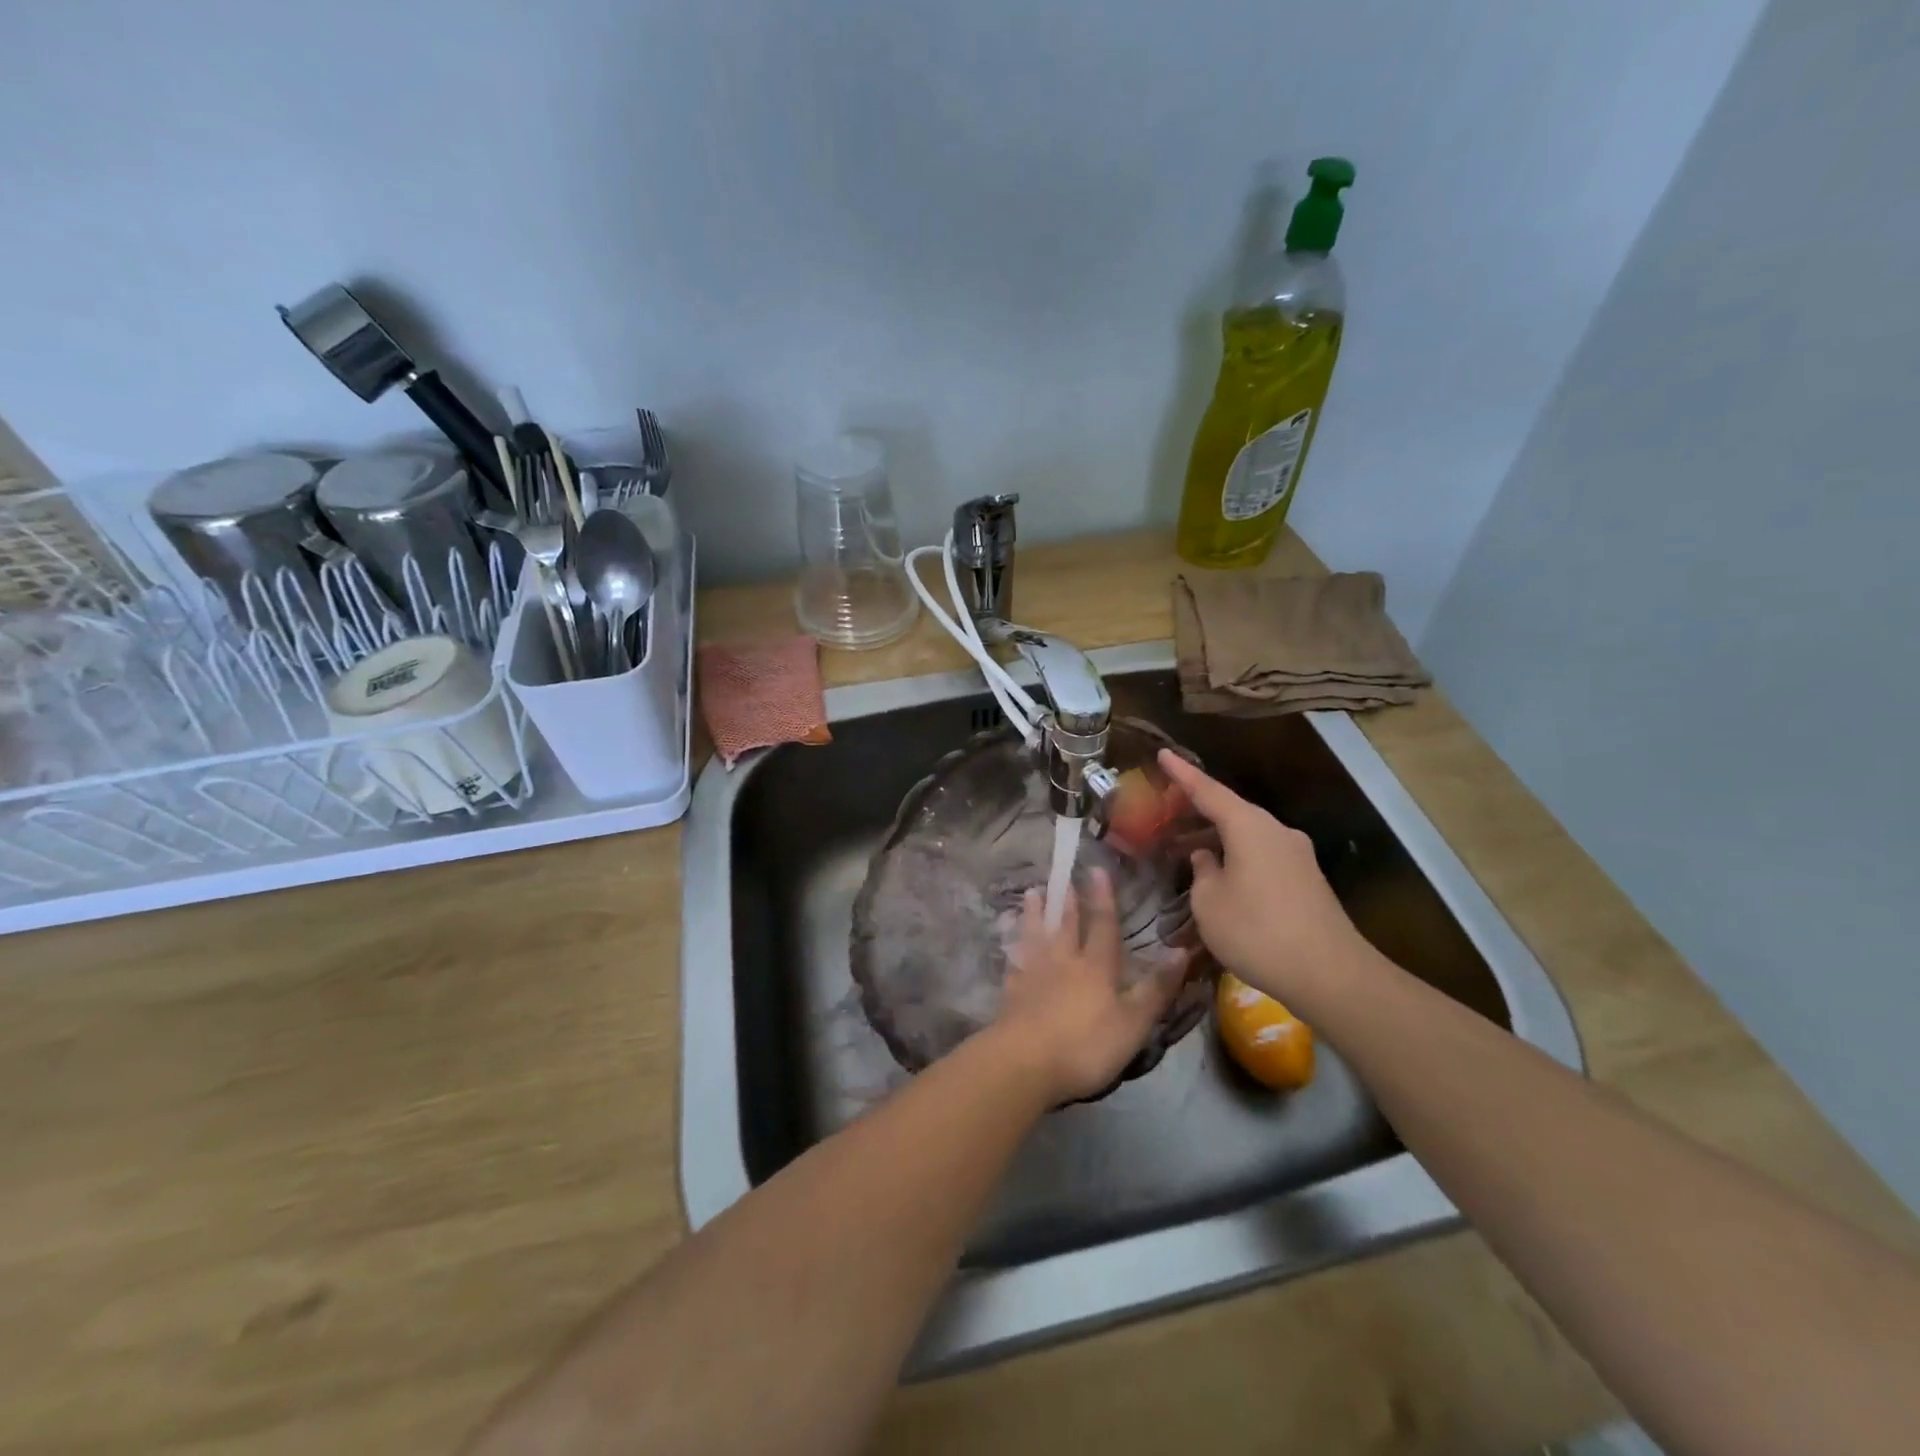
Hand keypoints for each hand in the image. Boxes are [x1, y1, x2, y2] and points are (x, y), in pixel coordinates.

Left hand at [991, 868, 1190, 1104]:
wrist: (1025, 1062)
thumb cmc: (1086, 1045)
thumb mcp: (1133, 1022)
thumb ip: (1156, 988)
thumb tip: (1182, 950)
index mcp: (1096, 967)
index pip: (1102, 925)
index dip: (1103, 898)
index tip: (1097, 870)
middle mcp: (1063, 962)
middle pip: (1065, 926)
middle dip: (1067, 902)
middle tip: (1063, 879)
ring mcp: (1033, 975)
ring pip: (1035, 936)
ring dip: (1035, 914)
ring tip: (1032, 894)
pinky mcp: (1011, 993)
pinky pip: (1013, 962)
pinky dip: (1013, 948)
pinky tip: (1010, 944)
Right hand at [1157, 748, 1372, 1007]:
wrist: (1332, 975)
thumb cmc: (1257, 932)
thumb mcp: (1209, 903)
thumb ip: (1201, 872)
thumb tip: (1207, 857)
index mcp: (1249, 827)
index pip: (1208, 791)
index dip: (1182, 773)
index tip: (1162, 753)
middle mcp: (1276, 832)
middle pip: (1231, 811)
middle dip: (1198, 810)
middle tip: (1167, 810)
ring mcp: (1296, 856)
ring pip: (1248, 835)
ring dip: (1218, 837)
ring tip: (1186, 846)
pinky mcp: (1306, 880)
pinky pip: (1262, 855)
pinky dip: (1237, 856)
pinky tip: (1222, 876)